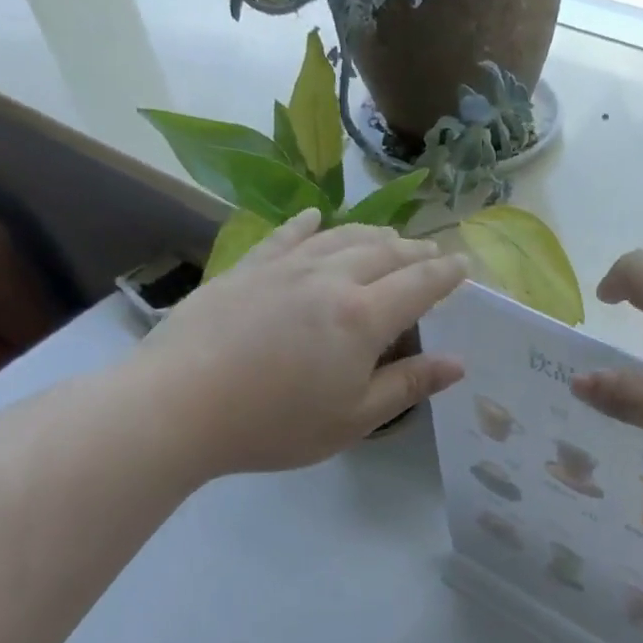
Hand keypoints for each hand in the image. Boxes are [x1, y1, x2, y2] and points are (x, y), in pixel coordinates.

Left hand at [136, 211, 467, 475]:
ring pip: (340, 237)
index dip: (446, 275)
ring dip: (372, 234)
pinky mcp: (245, 269)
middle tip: (432, 254)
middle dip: (415, 252)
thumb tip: (458, 364)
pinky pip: (286, 236)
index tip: (464, 265)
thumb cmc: (275, 423)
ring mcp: (284, 268)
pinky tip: (315, 218)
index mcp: (363, 317)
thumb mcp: (354, 418)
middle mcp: (330, 279)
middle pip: (384, 253)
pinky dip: (308, 225)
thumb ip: (408, 386)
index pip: (419, 285)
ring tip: (389, 237)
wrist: (178, 405)